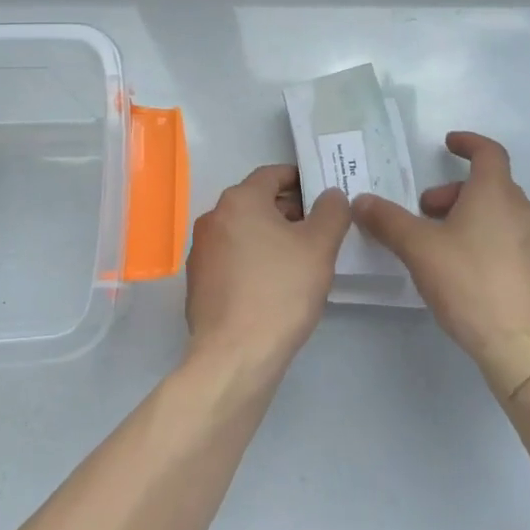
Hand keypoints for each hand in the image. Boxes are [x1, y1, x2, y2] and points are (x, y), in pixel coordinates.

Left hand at [185, 165, 349, 373]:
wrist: (234, 355)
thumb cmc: (280, 291)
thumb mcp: (319, 247)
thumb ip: (331, 212)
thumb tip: (330, 195)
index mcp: (239, 200)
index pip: (272, 174)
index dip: (300, 180)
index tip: (323, 195)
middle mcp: (213, 217)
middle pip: (257, 202)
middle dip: (288, 210)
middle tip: (319, 230)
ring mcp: (201, 250)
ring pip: (244, 231)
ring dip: (271, 236)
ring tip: (301, 259)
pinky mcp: (198, 281)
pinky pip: (232, 258)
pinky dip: (254, 259)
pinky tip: (274, 284)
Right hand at [351, 132, 529, 362]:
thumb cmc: (471, 285)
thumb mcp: (419, 250)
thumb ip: (388, 221)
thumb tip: (362, 200)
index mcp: (496, 195)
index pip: (488, 152)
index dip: (467, 143)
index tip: (449, 145)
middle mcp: (527, 212)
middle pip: (491, 188)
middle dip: (456, 195)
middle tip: (428, 217)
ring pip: (505, 218)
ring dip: (476, 221)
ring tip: (449, 251)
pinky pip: (520, 247)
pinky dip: (496, 247)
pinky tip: (477, 279)